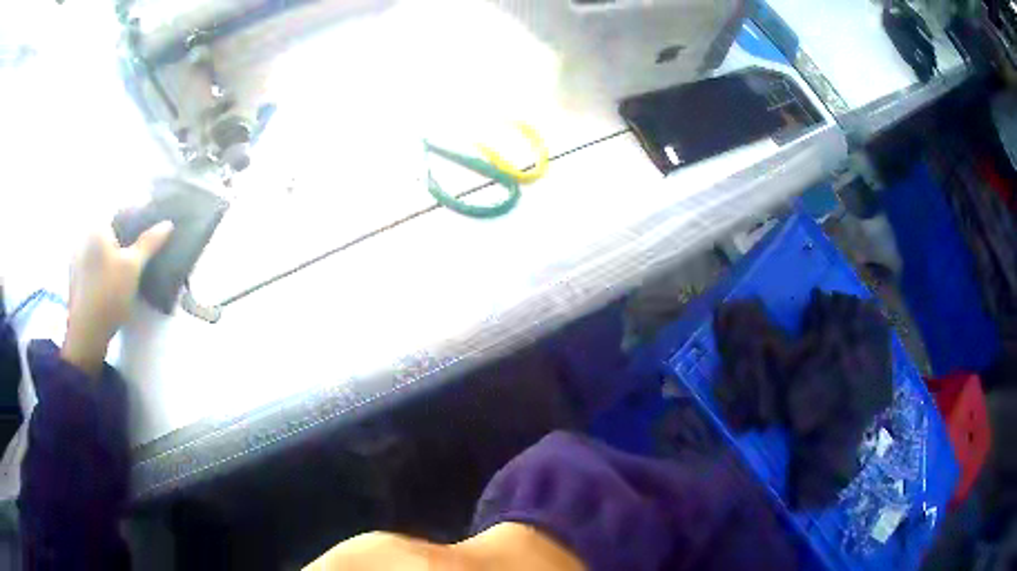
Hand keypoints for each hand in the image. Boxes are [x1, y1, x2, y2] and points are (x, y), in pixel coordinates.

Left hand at [61, 222, 172, 377]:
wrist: (86, 334)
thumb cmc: (109, 294)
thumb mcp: (133, 267)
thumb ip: (149, 243)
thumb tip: (167, 223)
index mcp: (97, 226)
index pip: (121, 212)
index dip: (138, 216)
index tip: (152, 226)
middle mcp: (85, 235)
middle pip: (111, 230)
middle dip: (127, 236)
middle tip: (143, 248)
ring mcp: (77, 257)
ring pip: (102, 248)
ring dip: (115, 252)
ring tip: (130, 266)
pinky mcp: (76, 277)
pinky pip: (94, 262)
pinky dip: (105, 265)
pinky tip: (113, 280)